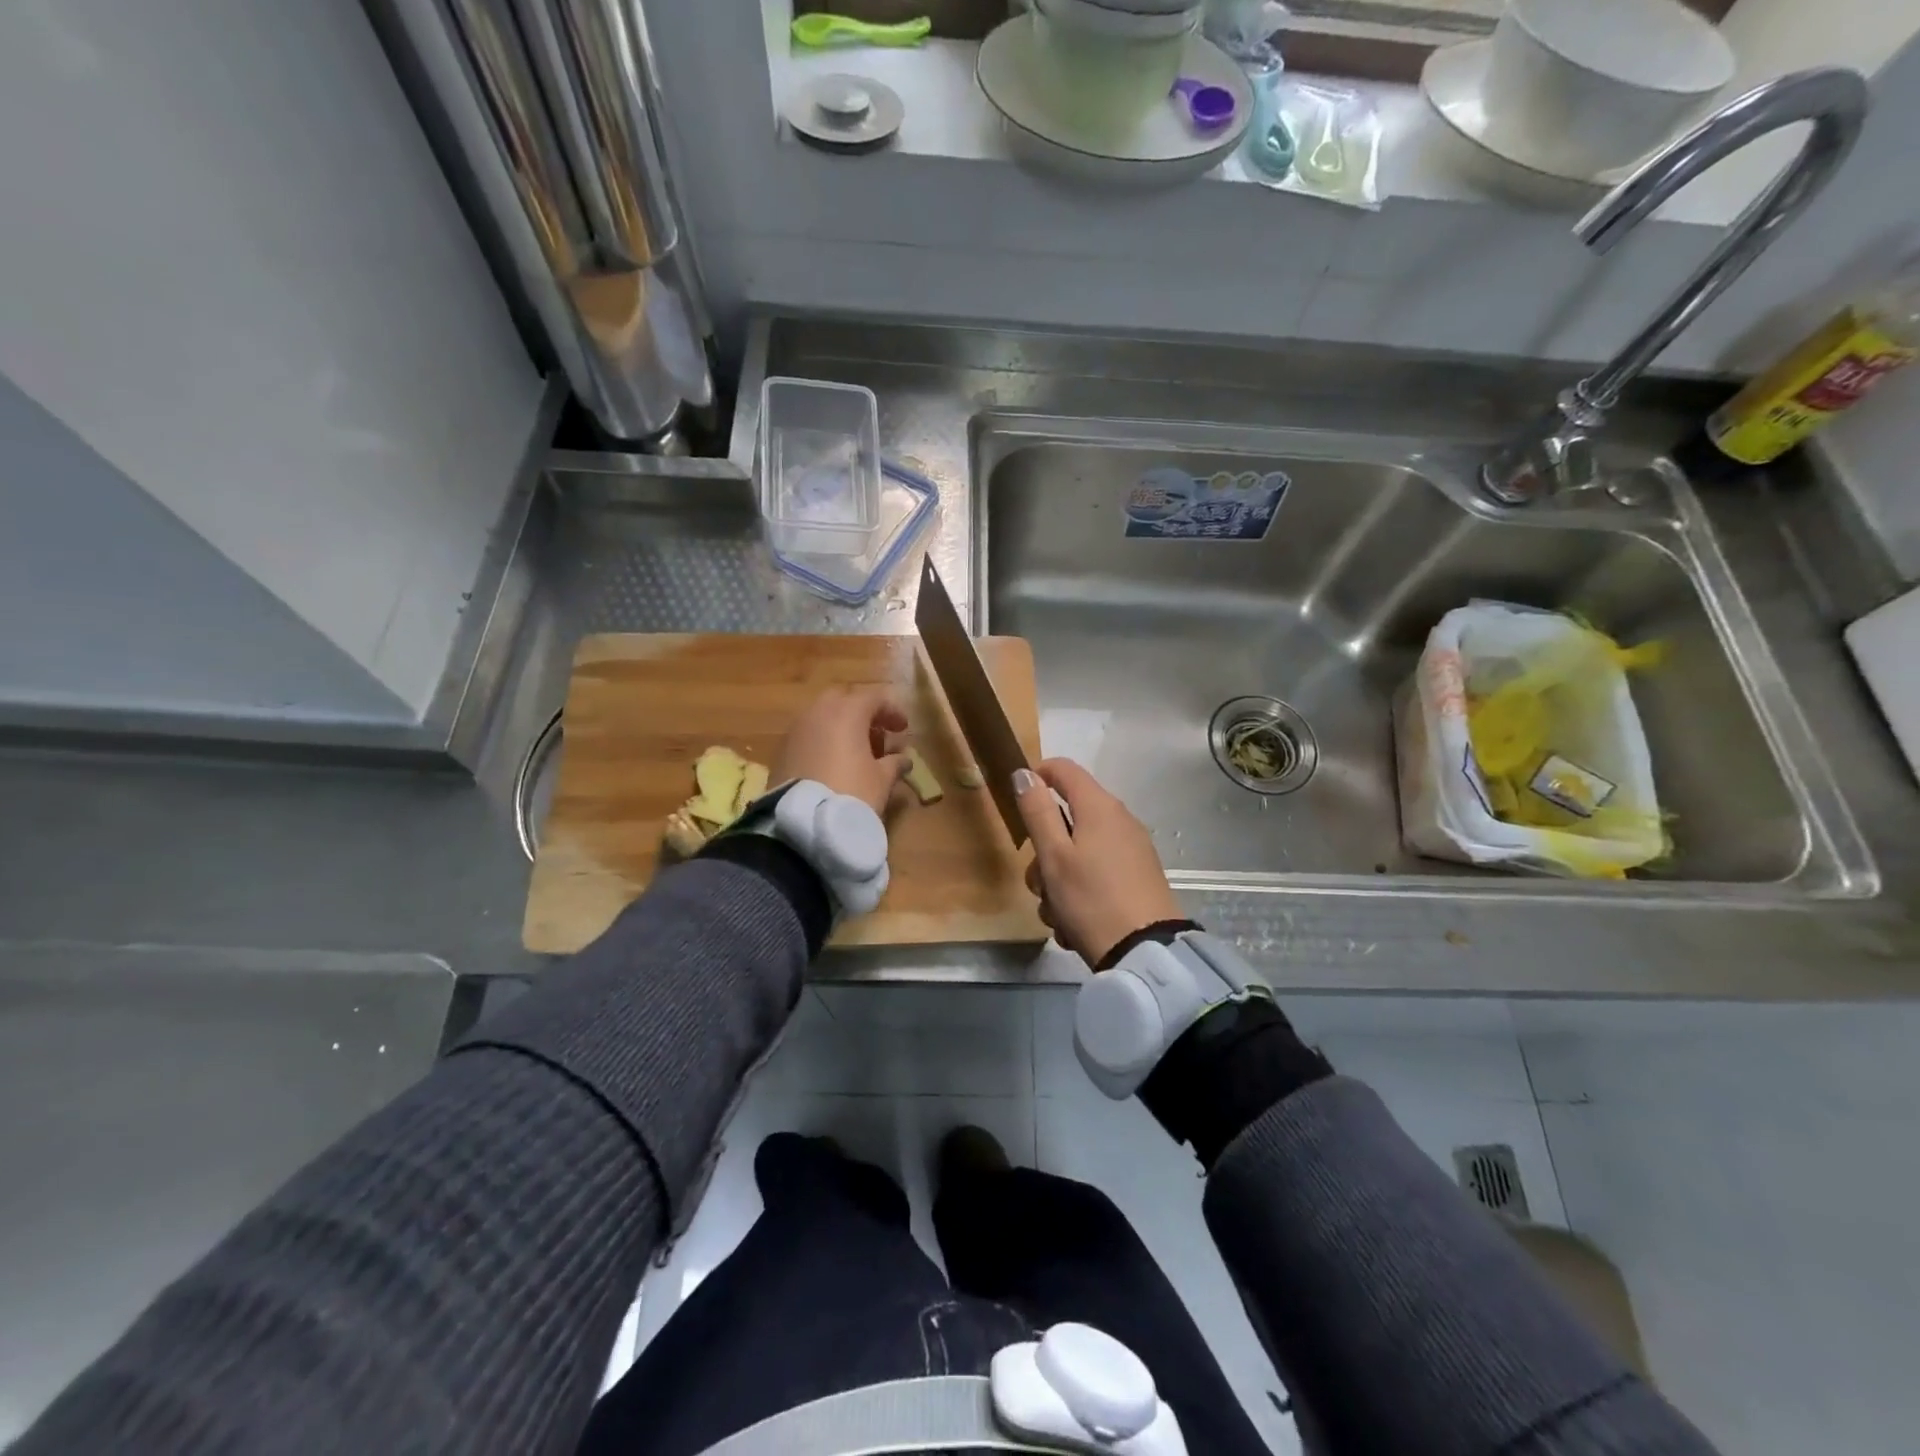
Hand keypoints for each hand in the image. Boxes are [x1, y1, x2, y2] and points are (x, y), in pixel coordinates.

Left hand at [774, 686, 911, 816]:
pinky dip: (822, 741)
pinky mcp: (782, 750)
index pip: (874, 698)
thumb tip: (903, 759)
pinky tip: (832, 764)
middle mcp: (818, 712)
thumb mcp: (882, 780)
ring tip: (855, 752)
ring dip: (841, 727)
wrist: (803, 823)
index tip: (903, 729)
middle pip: (844, 700)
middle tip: (876, 734)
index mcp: (847, 712)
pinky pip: (807, 735)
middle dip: (862, 713)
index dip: (892, 710)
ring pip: (822, 716)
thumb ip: (894, 763)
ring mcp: (796, 730)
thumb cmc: (851, 793)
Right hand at [1015, 759, 1183, 967]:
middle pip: (1067, 819)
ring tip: (1056, 916)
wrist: (1145, 952)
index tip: (1018, 803)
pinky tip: (1074, 926)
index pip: (1064, 769)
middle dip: (1043, 852)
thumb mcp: (1054, 856)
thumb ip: (1037, 812)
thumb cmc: (1091, 898)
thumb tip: (1025, 773)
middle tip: (1039, 883)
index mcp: (1099, 807)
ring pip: (1077, 853)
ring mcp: (1131, 850)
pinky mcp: (1137, 878)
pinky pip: (1095, 874)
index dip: (1037, 776)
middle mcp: (1119, 821)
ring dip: (1057, 881)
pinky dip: (1079, 894)